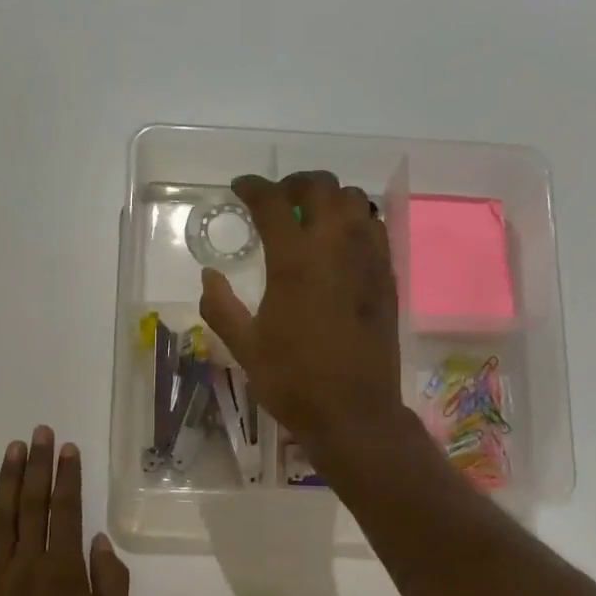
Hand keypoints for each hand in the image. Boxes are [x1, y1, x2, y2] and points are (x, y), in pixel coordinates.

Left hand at [0, 427, 130, 595]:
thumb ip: (112, 585)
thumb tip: (102, 540)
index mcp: (65, 574)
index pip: (67, 512)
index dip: (67, 477)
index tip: (67, 448)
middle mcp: (28, 567)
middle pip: (32, 505)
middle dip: (37, 466)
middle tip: (38, 432)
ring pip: (0, 520)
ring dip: (6, 481)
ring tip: (12, 450)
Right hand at [199, 171, 405, 461]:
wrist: (354, 412)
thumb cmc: (294, 381)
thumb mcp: (245, 347)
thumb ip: (220, 306)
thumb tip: (209, 275)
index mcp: (295, 261)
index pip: (273, 202)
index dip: (253, 187)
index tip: (240, 188)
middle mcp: (336, 248)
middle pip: (322, 187)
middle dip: (295, 183)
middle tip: (278, 200)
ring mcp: (368, 260)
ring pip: (355, 201)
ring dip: (329, 199)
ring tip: (311, 218)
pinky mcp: (387, 278)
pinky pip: (375, 228)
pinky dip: (355, 221)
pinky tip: (340, 244)